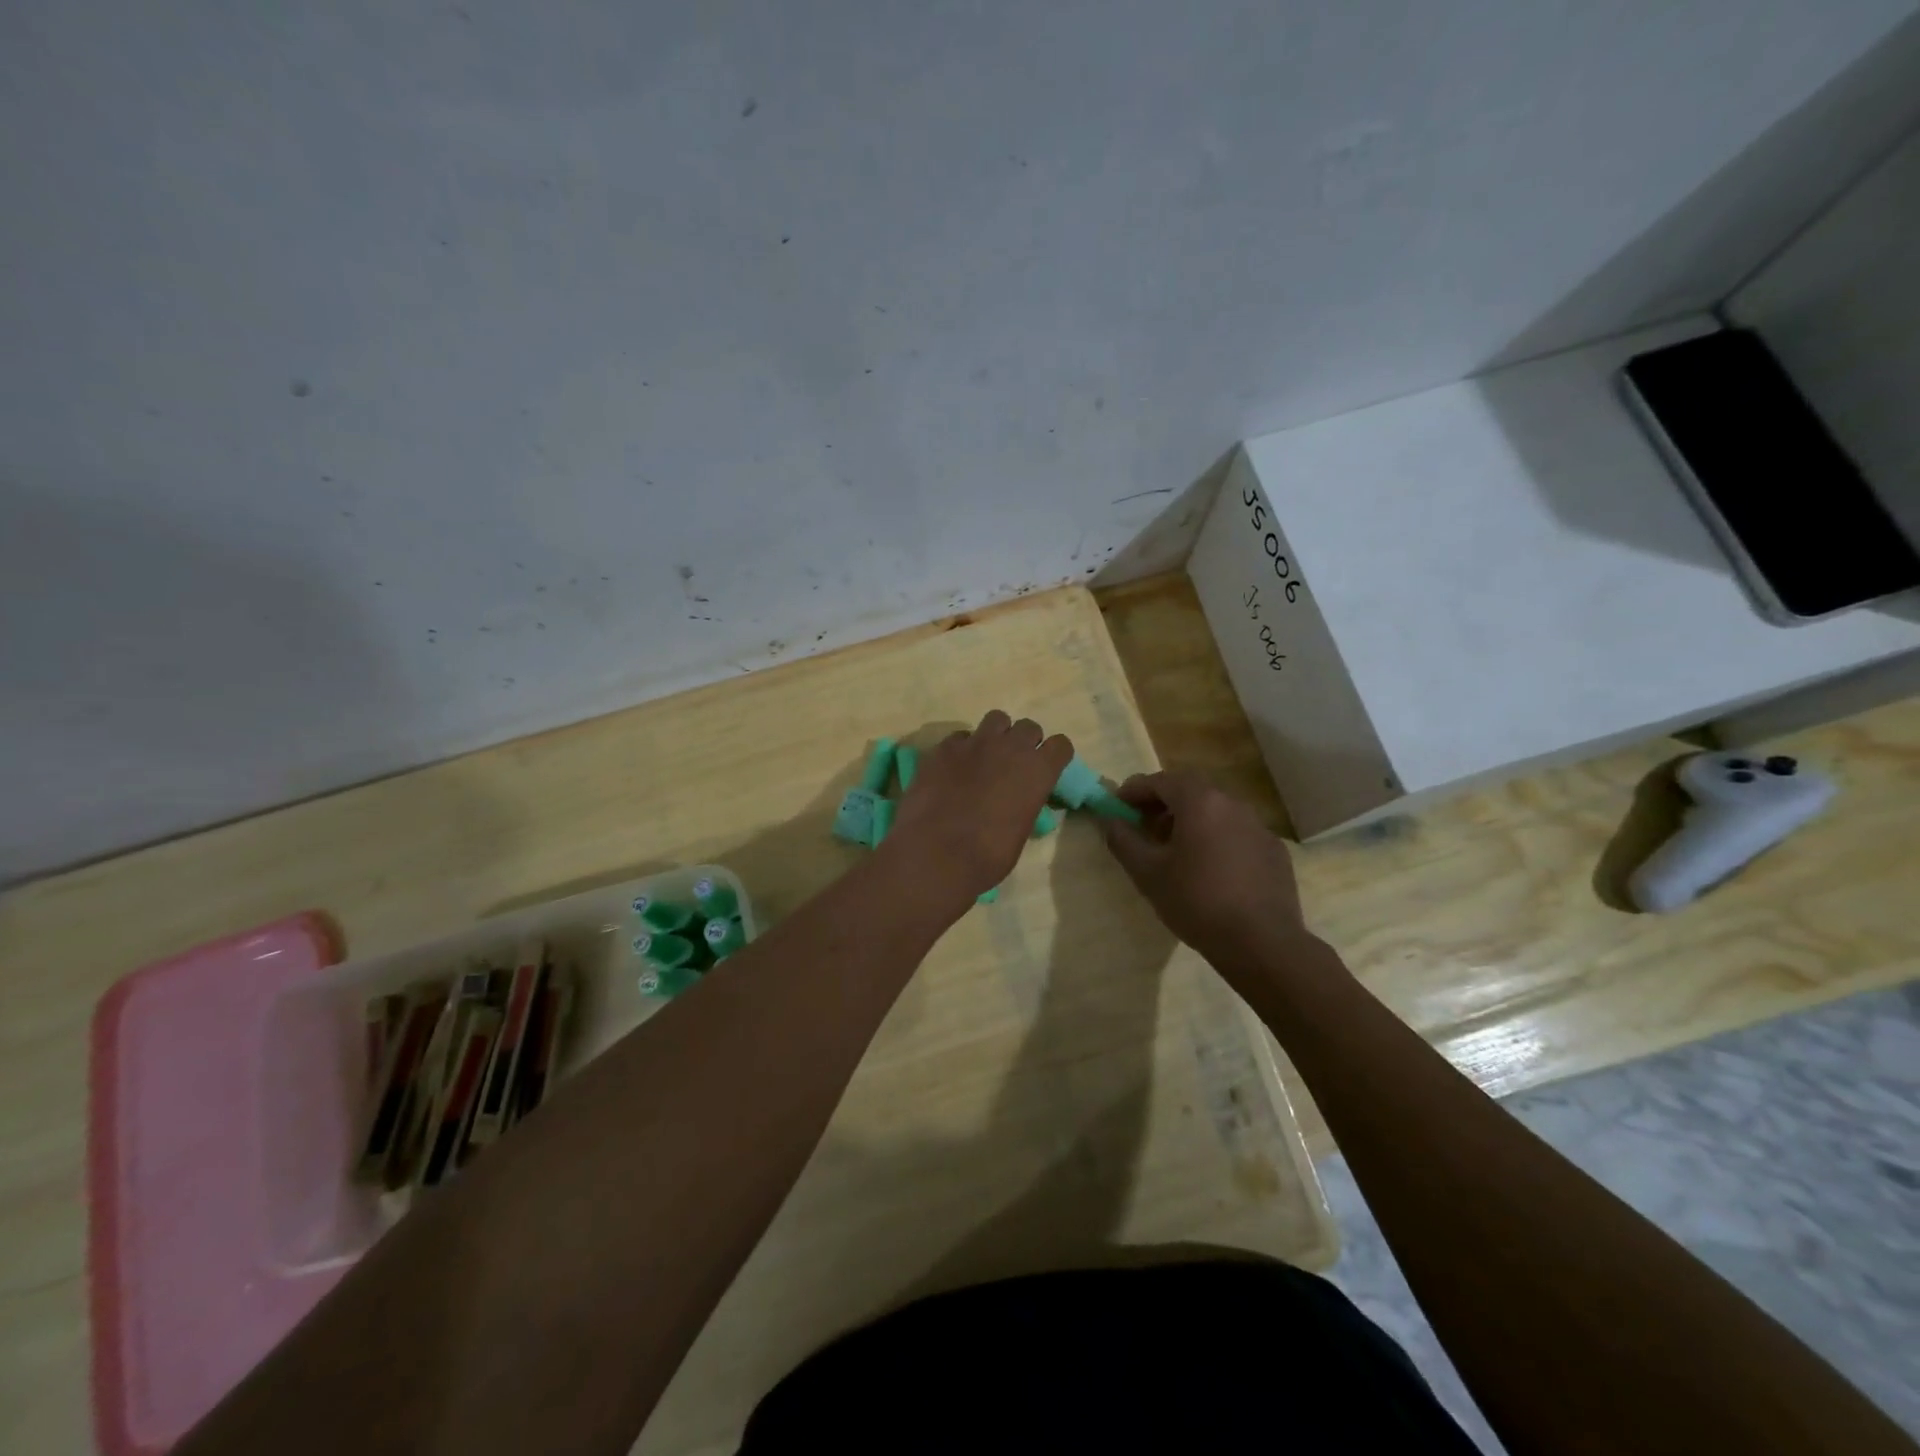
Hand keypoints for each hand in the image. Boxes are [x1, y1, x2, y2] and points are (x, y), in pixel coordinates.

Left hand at [888, 711, 1073, 905]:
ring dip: (995, 735)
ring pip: (996, 719)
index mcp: (1038, 771)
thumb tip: (1016, 801)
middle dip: (1024, 742)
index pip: (1061, 745)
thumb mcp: (1020, 831)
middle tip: (1012, 764)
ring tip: (984, 756)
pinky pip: (960, 737)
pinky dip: (962, 748)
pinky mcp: (944, 747)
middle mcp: (1011, 748)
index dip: (1054, 755)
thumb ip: (1024, 803)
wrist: (937, 853)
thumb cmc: (988, 855)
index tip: (1046, 767)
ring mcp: (976, 743)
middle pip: (1028, 727)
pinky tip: (953, 768)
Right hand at [1099, 769, 1313, 970]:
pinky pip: (1237, 833)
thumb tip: (1110, 820)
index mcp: (1200, 802)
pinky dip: (1216, 838)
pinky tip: (1210, 868)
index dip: (1134, 790)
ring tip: (1174, 848)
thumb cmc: (1196, 901)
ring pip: (1216, 811)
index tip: (1117, 805)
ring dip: (1190, 819)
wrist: (1262, 943)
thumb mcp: (1148, 873)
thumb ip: (1124, 840)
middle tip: (1143, 824)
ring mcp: (1258, 827)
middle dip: (1162, 802)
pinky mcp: (1274, 851)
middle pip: (1190, 790)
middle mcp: (1232, 804)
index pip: (1160, 781)